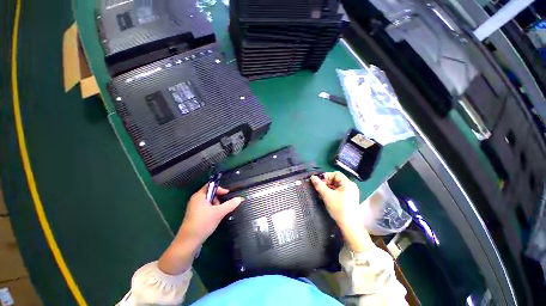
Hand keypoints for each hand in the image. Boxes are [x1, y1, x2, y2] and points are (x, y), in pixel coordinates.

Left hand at [179, 184, 243, 245]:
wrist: (189, 242)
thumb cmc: (203, 223)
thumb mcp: (219, 213)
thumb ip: (230, 204)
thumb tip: (240, 198)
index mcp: (199, 196)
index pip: (211, 185)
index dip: (220, 188)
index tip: (227, 194)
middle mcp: (196, 200)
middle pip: (211, 194)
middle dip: (219, 199)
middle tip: (222, 206)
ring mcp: (195, 208)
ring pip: (210, 202)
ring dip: (216, 206)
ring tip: (218, 214)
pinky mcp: (196, 216)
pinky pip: (207, 209)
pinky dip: (213, 211)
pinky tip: (215, 218)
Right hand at [311, 172, 372, 252]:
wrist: (349, 225)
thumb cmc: (338, 208)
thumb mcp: (326, 195)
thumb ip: (319, 185)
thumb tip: (312, 177)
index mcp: (348, 183)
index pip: (336, 174)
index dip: (326, 176)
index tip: (319, 182)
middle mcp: (351, 186)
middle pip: (337, 179)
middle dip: (327, 182)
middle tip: (319, 188)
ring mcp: (351, 192)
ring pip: (337, 185)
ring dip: (329, 187)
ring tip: (321, 192)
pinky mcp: (350, 198)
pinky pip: (340, 191)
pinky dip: (333, 192)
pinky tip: (327, 196)